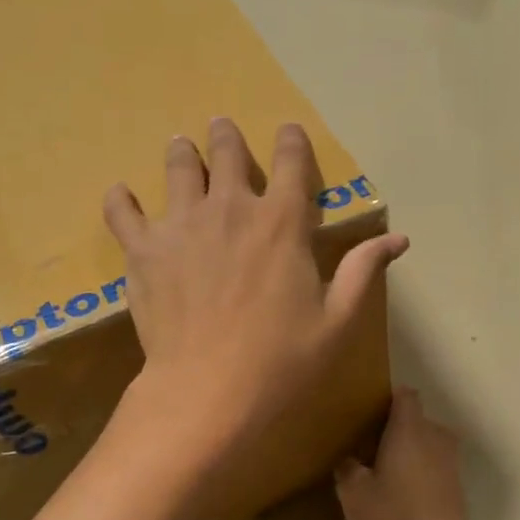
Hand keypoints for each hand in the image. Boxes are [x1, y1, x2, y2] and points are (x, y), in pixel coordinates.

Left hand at [103, 118, 406, 469]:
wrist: (208, 392)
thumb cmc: (282, 361)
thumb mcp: (337, 321)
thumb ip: (362, 271)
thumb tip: (399, 239)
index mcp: (282, 222)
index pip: (291, 162)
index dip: (291, 142)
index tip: (288, 131)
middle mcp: (230, 209)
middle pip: (227, 153)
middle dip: (226, 136)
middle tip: (221, 127)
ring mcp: (181, 226)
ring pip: (178, 169)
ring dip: (182, 153)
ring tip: (179, 145)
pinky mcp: (143, 252)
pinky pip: (123, 213)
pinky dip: (121, 200)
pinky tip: (121, 194)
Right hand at [334, 388, 468, 519]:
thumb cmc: (391, 515)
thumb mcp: (353, 492)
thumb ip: (347, 467)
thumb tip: (349, 458)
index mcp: (410, 429)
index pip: (405, 395)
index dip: (388, 399)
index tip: (370, 412)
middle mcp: (435, 436)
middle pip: (416, 420)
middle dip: (396, 428)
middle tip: (370, 446)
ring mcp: (451, 461)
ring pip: (427, 443)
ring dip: (410, 450)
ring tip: (385, 469)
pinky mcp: (457, 485)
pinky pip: (435, 464)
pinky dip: (421, 470)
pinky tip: (403, 491)